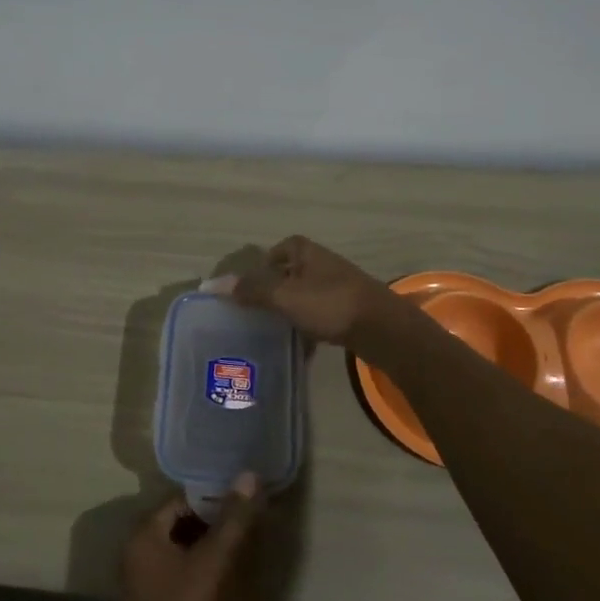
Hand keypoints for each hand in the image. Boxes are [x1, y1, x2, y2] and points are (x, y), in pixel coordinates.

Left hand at [118, 475, 264, 600]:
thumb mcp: (215, 564)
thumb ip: (234, 519)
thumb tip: (250, 475)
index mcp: (144, 535)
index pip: (181, 500)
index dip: (213, 497)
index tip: (244, 500)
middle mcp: (138, 552)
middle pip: (182, 522)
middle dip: (215, 521)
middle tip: (249, 521)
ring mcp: (146, 582)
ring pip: (184, 549)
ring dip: (212, 546)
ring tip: (246, 545)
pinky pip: (183, 573)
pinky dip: (205, 569)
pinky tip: (231, 577)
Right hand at [211, 235, 400, 350]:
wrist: (383, 329)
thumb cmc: (330, 304)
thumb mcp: (284, 296)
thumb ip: (252, 290)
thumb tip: (216, 285)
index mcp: (305, 251)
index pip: (276, 251)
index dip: (261, 268)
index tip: (247, 291)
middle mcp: (321, 264)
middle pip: (287, 276)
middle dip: (272, 294)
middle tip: (254, 315)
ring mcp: (337, 287)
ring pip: (303, 298)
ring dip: (289, 314)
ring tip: (272, 335)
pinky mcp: (348, 310)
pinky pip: (319, 317)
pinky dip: (308, 330)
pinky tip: (300, 350)